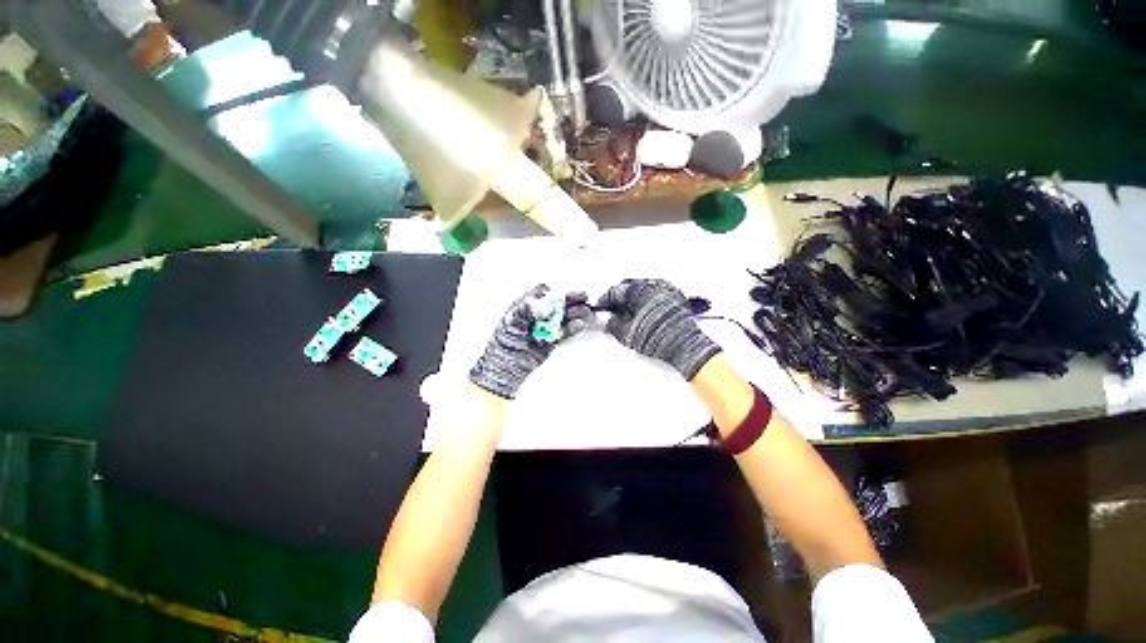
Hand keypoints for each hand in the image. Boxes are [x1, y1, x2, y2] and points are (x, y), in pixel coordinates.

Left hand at [469, 285, 590, 398]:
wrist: (504, 366)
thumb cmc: (504, 340)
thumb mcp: (512, 322)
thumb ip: (528, 311)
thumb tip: (548, 307)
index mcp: (527, 305)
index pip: (543, 292)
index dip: (553, 292)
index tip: (560, 295)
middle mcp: (538, 314)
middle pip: (558, 303)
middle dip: (570, 299)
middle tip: (583, 297)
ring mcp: (546, 327)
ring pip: (564, 317)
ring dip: (575, 313)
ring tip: (585, 312)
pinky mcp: (552, 341)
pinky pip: (564, 333)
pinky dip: (572, 329)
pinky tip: (579, 325)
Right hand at [597, 278, 721, 380]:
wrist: (685, 345)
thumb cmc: (654, 337)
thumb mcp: (627, 334)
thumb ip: (613, 324)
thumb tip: (610, 320)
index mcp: (637, 290)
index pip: (615, 291)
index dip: (605, 301)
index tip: (601, 309)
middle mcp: (652, 284)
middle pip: (629, 287)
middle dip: (620, 298)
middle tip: (615, 310)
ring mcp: (666, 288)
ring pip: (643, 288)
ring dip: (634, 297)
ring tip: (629, 312)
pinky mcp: (676, 295)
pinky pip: (656, 292)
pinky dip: (647, 299)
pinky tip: (645, 311)